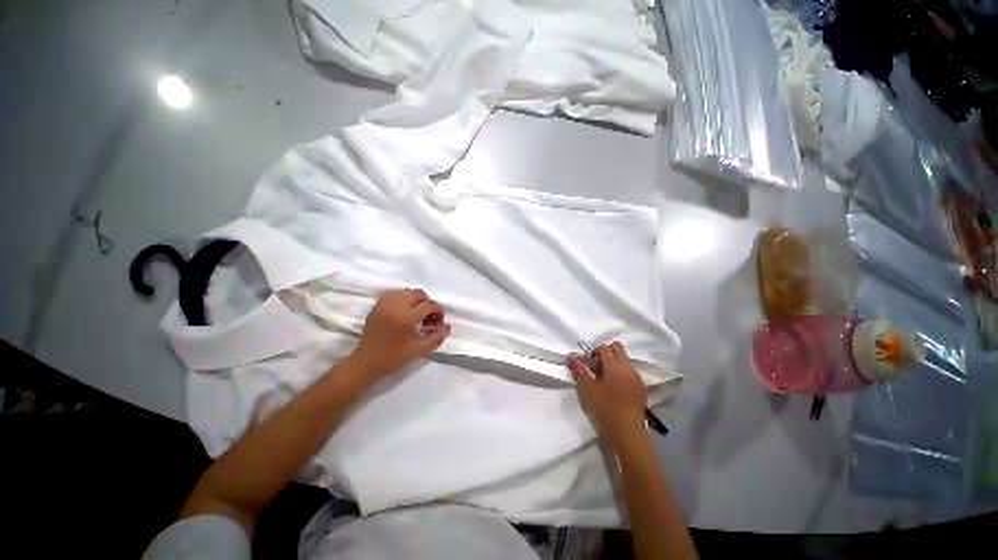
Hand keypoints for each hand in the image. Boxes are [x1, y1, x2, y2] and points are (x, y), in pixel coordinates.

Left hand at [349, 288, 450, 379]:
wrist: (365, 363)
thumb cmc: (393, 359)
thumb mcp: (419, 351)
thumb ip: (436, 337)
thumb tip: (447, 326)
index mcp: (407, 317)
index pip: (429, 304)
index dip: (439, 311)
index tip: (439, 322)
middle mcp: (396, 306)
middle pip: (419, 294)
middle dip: (428, 304)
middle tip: (429, 318)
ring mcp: (385, 304)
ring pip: (406, 291)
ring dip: (416, 300)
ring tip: (416, 313)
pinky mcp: (377, 306)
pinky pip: (394, 293)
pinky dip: (403, 297)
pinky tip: (404, 309)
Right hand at [567, 342, 647, 441]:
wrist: (627, 432)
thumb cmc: (605, 408)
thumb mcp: (587, 389)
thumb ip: (578, 370)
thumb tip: (570, 356)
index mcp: (615, 366)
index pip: (604, 347)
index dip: (594, 352)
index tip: (588, 365)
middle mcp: (628, 367)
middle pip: (617, 348)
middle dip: (605, 353)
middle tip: (596, 368)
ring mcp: (636, 377)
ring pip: (625, 360)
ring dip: (614, 363)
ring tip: (604, 380)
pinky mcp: (641, 388)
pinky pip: (630, 372)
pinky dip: (621, 373)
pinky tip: (615, 389)